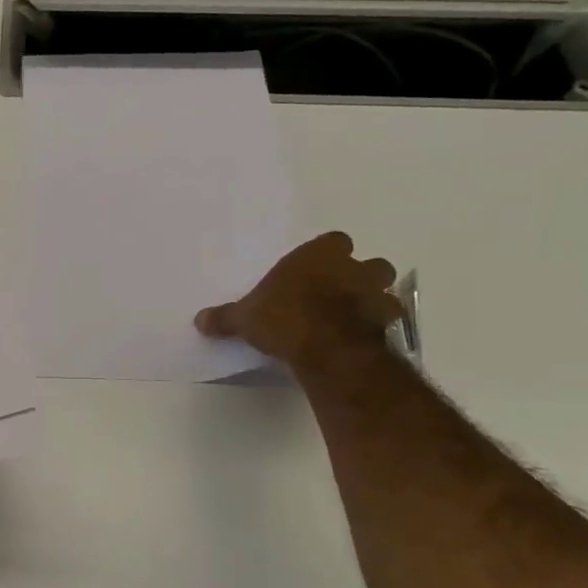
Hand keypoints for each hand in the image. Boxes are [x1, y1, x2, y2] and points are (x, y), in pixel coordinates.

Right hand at [195, 232, 402, 367]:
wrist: (326, 347)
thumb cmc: (283, 318)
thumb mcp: (244, 319)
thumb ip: (225, 318)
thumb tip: (199, 320)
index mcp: (317, 256)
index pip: (334, 241)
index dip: (326, 254)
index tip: (315, 270)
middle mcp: (351, 268)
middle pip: (370, 262)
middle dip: (359, 274)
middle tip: (338, 292)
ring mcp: (374, 294)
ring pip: (386, 288)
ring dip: (375, 298)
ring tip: (354, 315)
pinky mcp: (387, 322)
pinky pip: (388, 319)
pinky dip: (379, 326)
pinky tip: (362, 337)